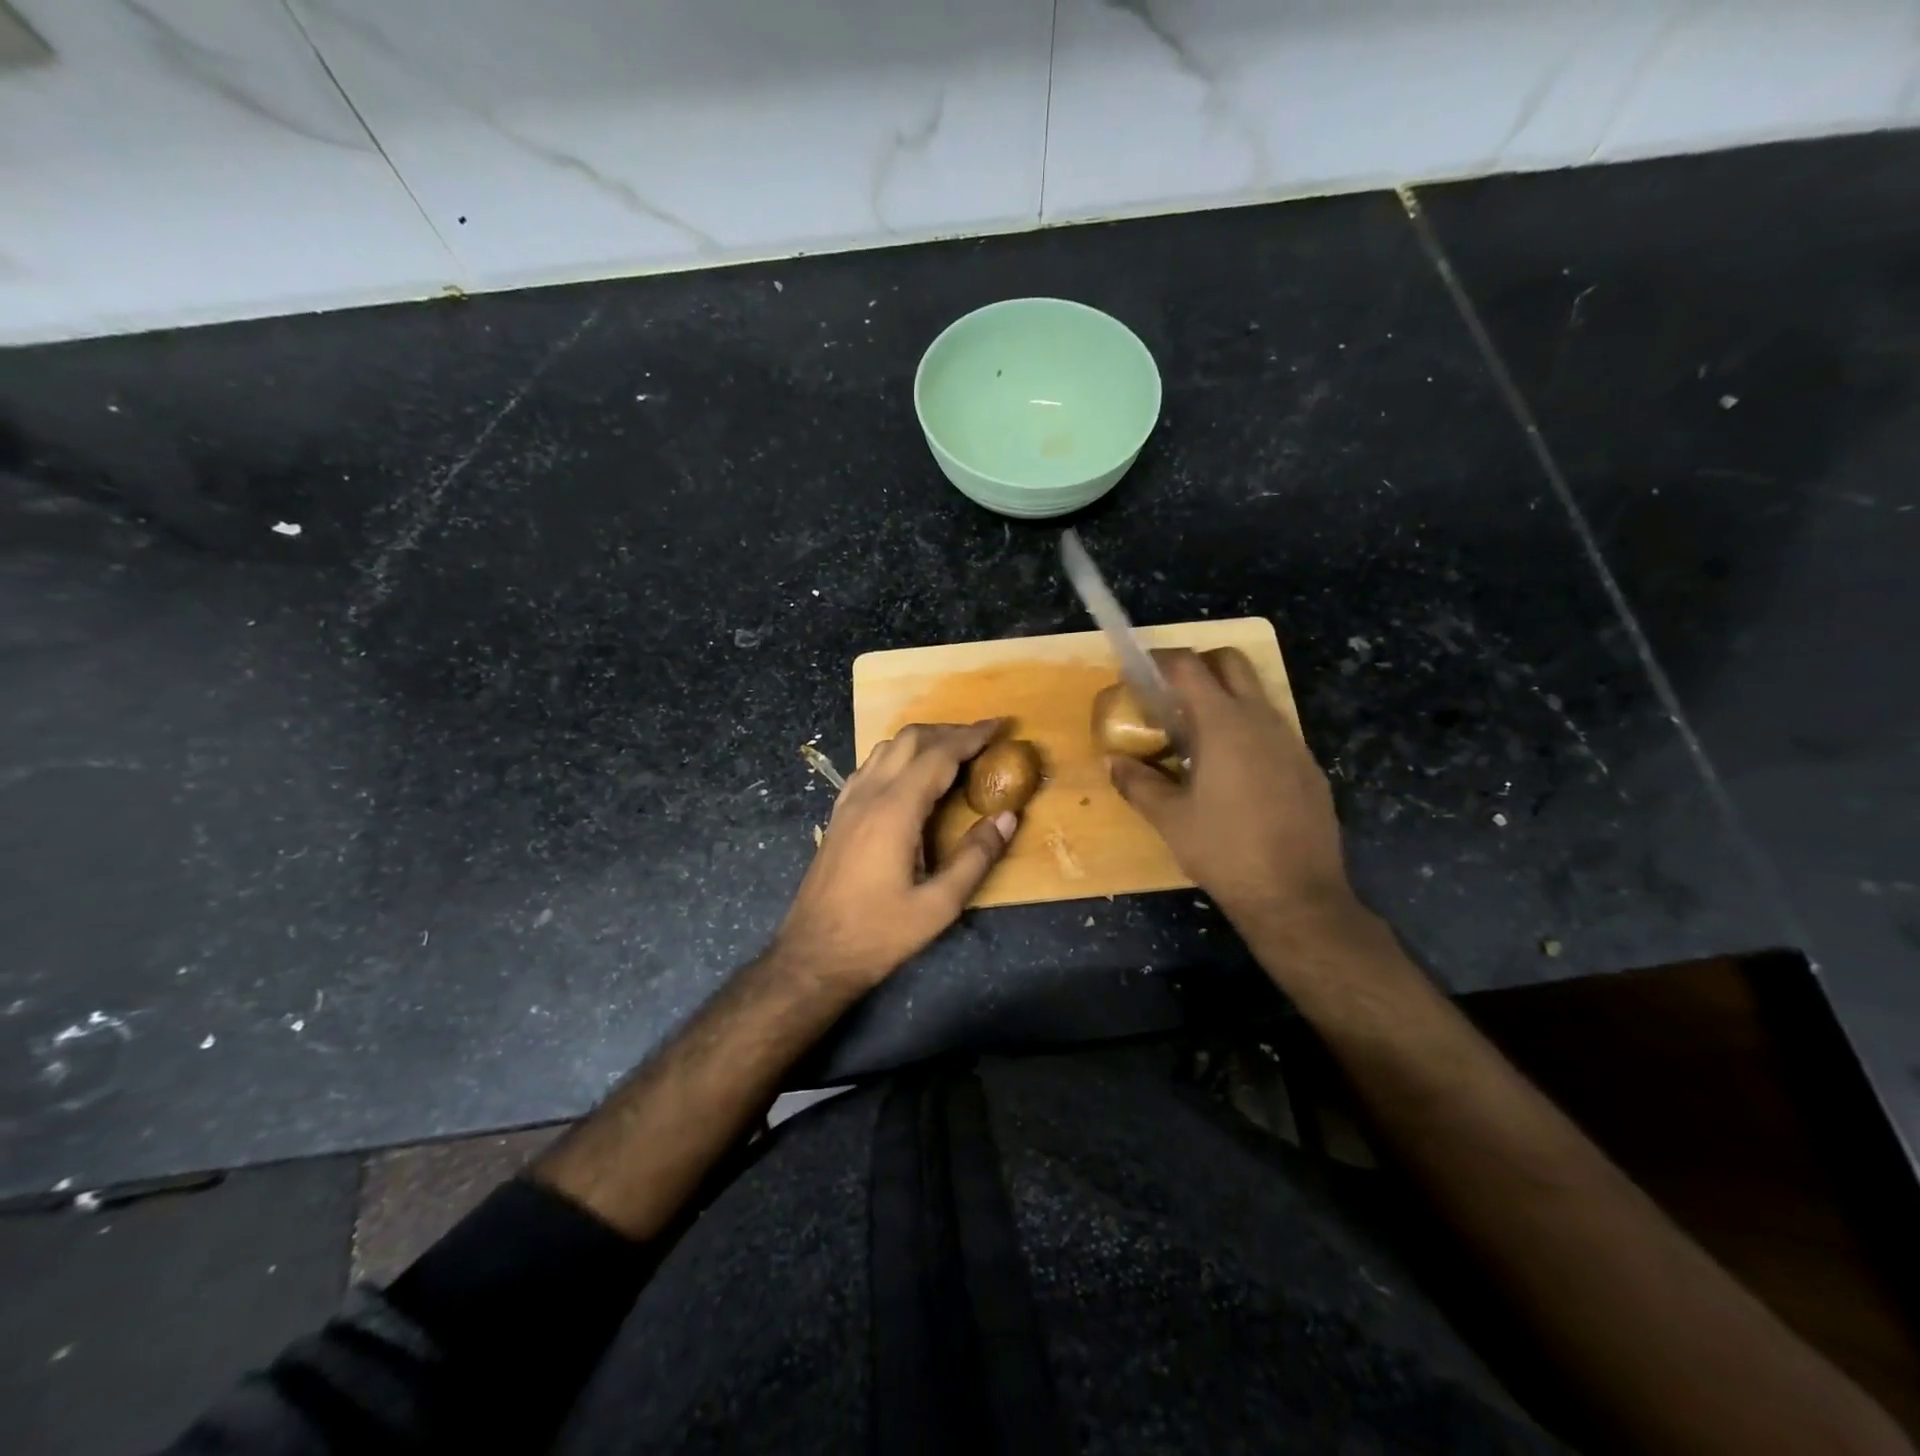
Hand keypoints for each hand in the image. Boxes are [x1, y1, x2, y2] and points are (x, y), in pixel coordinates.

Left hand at [774, 720, 1017, 991]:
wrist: (813, 954)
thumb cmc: (878, 934)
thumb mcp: (938, 906)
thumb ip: (975, 858)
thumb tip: (1007, 817)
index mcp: (895, 810)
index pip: (939, 755)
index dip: (972, 736)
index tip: (1000, 725)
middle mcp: (869, 795)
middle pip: (910, 740)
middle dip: (949, 731)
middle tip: (982, 738)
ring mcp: (848, 802)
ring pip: (886, 748)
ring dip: (922, 740)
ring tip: (952, 752)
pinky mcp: (838, 815)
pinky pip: (869, 767)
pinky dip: (897, 757)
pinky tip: (910, 775)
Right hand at [1109, 648, 1363, 946]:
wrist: (1297, 896)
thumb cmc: (1224, 852)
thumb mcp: (1170, 819)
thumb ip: (1137, 783)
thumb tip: (1113, 761)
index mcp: (1223, 724)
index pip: (1189, 667)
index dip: (1159, 660)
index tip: (1138, 671)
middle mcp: (1262, 720)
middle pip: (1231, 663)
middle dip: (1198, 666)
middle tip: (1169, 697)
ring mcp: (1291, 741)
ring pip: (1255, 696)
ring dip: (1223, 701)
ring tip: (1195, 740)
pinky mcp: (1307, 766)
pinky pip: (1272, 730)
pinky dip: (1246, 732)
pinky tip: (1231, 774)